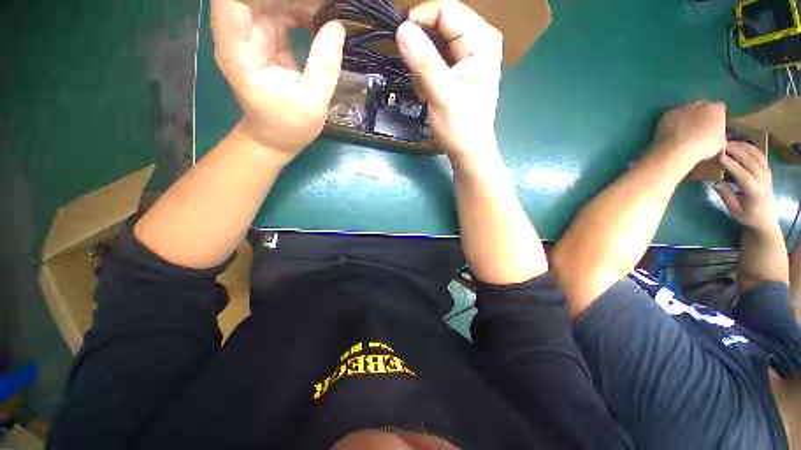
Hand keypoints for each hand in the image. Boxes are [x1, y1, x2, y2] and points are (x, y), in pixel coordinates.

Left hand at [211, 0, 344, 160]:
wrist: (276, 136)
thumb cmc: (289, 126)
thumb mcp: (312, 104)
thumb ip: (323, 67)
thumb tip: (337, 26)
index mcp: (238, 51)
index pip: (231, 1)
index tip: (295, 0)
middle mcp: (239, 35)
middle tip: (324, 4)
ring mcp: (253, 34)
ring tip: (328, 7)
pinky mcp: (268, 37)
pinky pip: (283, 9)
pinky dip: (303, 7)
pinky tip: (323, 14)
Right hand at [396, 1, 502, 162]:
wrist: (468, 153)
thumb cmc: (461, 128)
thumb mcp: (443, 95)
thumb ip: (424, 62)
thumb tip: (401, 28)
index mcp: (481, 40)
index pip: (446, 10)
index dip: (419, 20)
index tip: (400, 42)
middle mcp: (477, 41)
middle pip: (439, 26)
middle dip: (421, 52)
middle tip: (419, 79)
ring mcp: (467, 57)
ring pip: (432, 45)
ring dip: (422, 69)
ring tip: (427, 93)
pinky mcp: (457, 71)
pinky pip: (433, 61)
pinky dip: (425, 77)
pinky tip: (430, 95)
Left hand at [654, 100, 726, 163]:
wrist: (677, 149)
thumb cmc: (703, 146)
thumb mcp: (720, 141)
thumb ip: (719, 132)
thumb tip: (715, 133)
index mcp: (716, 109)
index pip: (718, 108)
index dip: (715, 117)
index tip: (711, 126)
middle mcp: (700, 104)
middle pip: (701, 107)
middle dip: (699, 115)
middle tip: (695, 129)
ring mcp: (682, 108)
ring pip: (685, 111)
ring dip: (685, 118)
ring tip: (681, 132)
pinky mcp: (667, 114)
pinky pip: (671, 117)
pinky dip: (672, 123)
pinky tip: (671, 133)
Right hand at [714, 141, 778, 233]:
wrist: (765, 219)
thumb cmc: (747, 216)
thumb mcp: (734, 210)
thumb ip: (726, 195)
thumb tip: (716, 183)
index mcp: (754, 191)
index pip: (742, 174)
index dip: (731, 165)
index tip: (719, 157)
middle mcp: (762, 179)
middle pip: (750, 161)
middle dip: (736, 151)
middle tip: (721, 145)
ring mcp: (766, 173)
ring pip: (756, 155)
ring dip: (743, 147)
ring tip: (729, 143)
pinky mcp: (767, 170)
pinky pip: (760, 155)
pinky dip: (750, 148)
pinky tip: (741, 145)